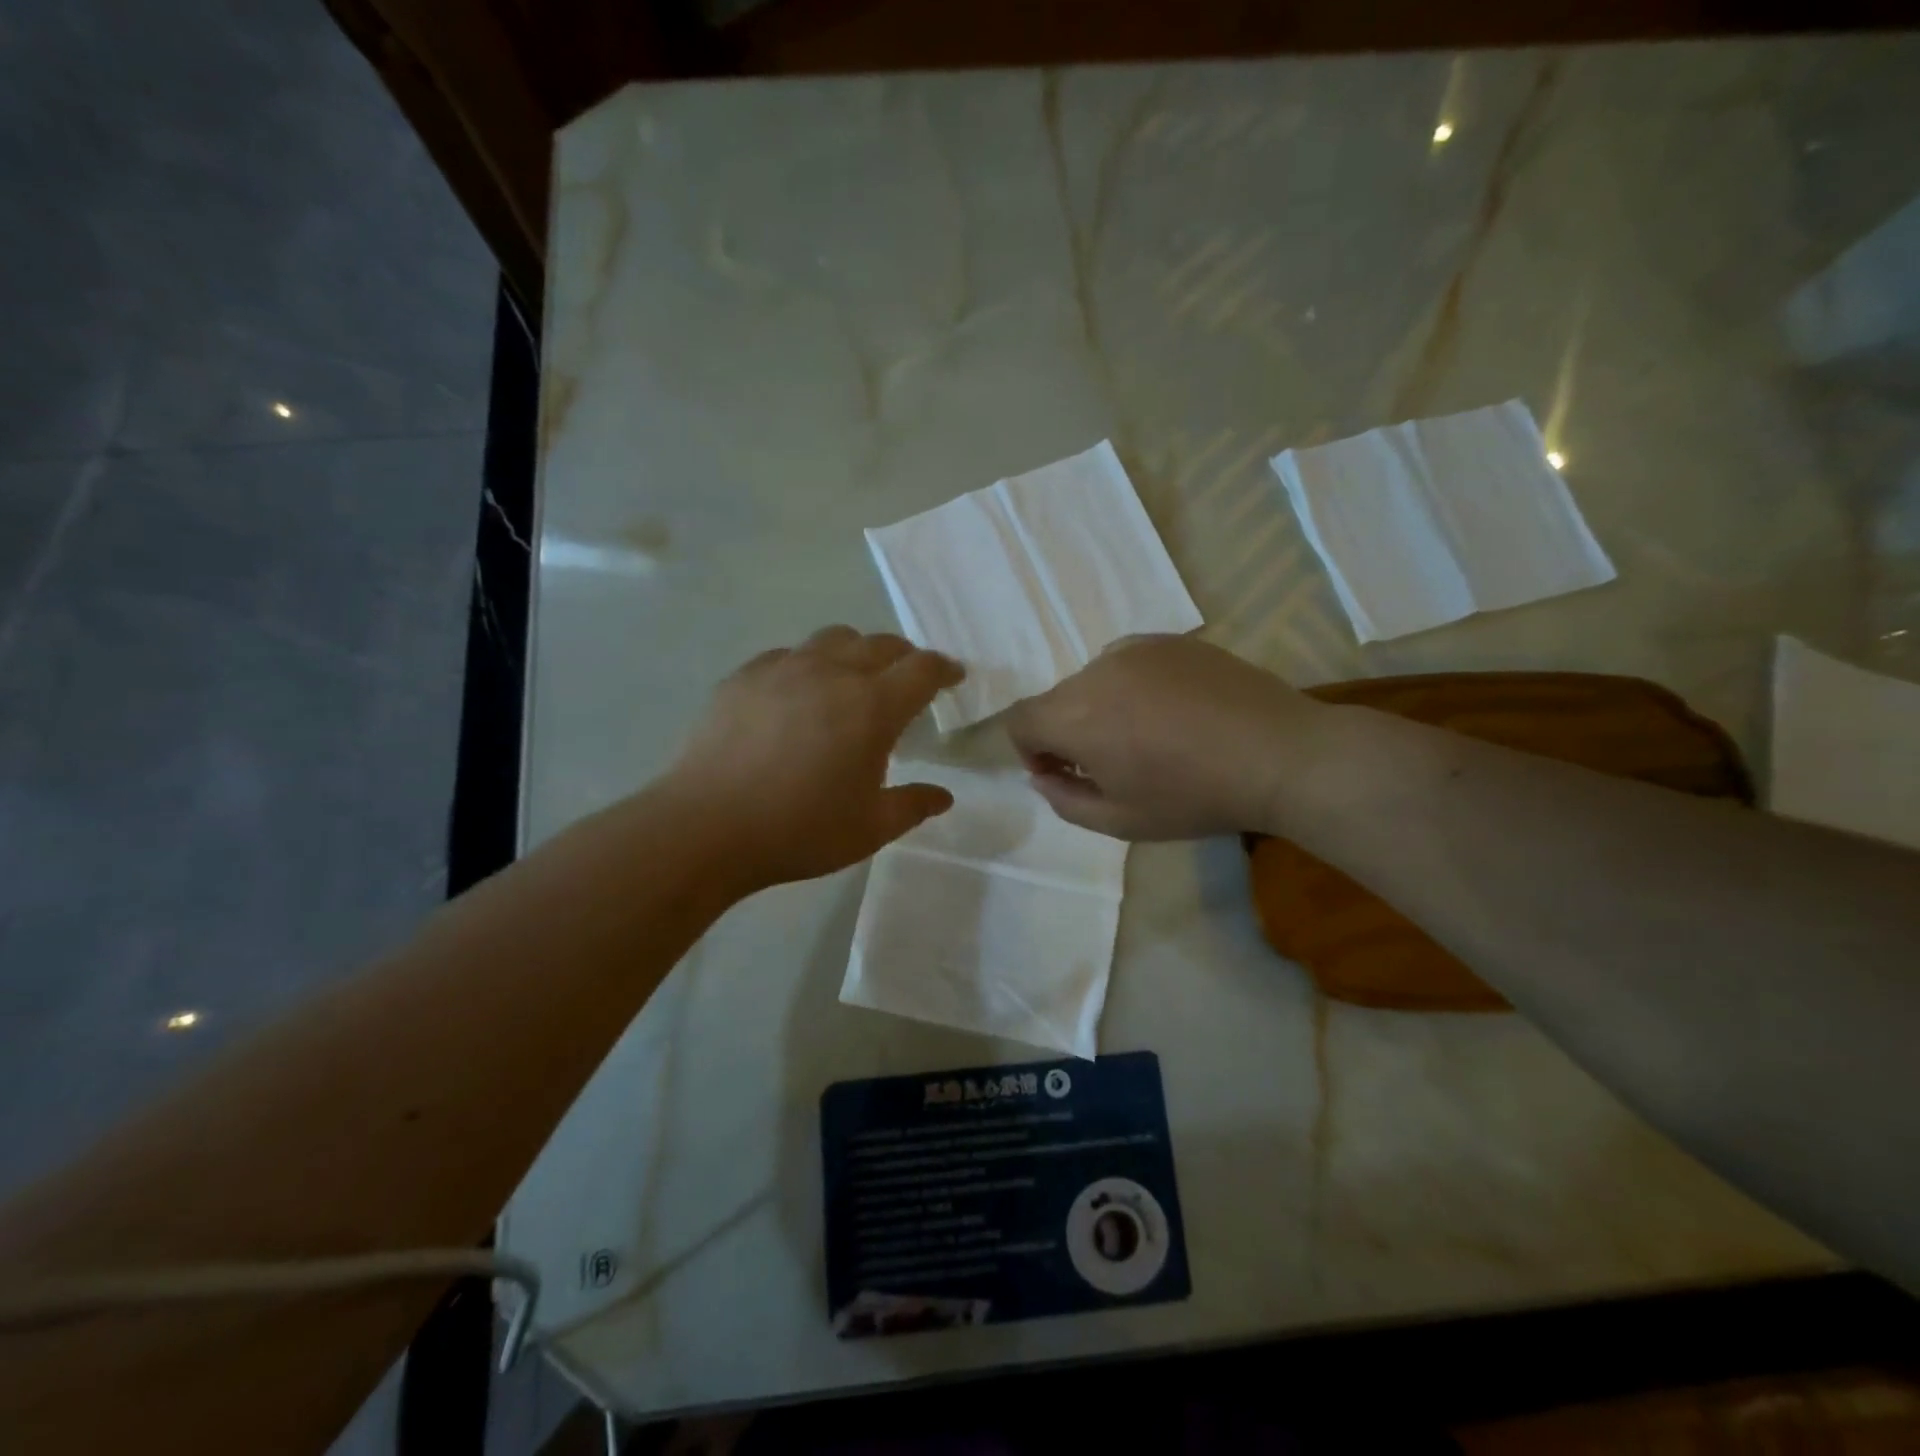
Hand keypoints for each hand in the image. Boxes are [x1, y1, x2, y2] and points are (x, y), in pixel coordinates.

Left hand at [667, 626, 964, 888]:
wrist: (706, 827)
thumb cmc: (799, 830)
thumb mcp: (869, 829)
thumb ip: (913, 806)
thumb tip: (944, 796)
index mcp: (872, 707)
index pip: (922, 669)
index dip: (944, 669)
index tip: (954, 676)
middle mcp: (832, 673)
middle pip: (881, 644)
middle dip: (904, 657)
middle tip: (909, 679)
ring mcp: (784, 668)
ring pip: (833, 638)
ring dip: (857, 651)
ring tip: (854, 678)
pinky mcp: (745, 676)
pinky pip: (788, 654)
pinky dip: (809, 664)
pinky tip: (798, 693)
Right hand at [1004, 635, 1322, 840]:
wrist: (1279, 756)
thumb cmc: (1194, 797)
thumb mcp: (1120, 821)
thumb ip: (1065, 800)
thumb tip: (1043, 776)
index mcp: (1076, 717)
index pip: (1020, 720)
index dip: (1030, 751)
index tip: (1064, 774)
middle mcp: (1096, 671)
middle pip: (1057, 700)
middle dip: (1067, 732)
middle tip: (1109, 763)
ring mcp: (1137, 649)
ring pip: (1094, 679)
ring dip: (1101, 707)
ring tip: (1148, 735)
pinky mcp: (1172, 641)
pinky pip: (1130, 663)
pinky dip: (1133, 686)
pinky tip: (1175, 712)